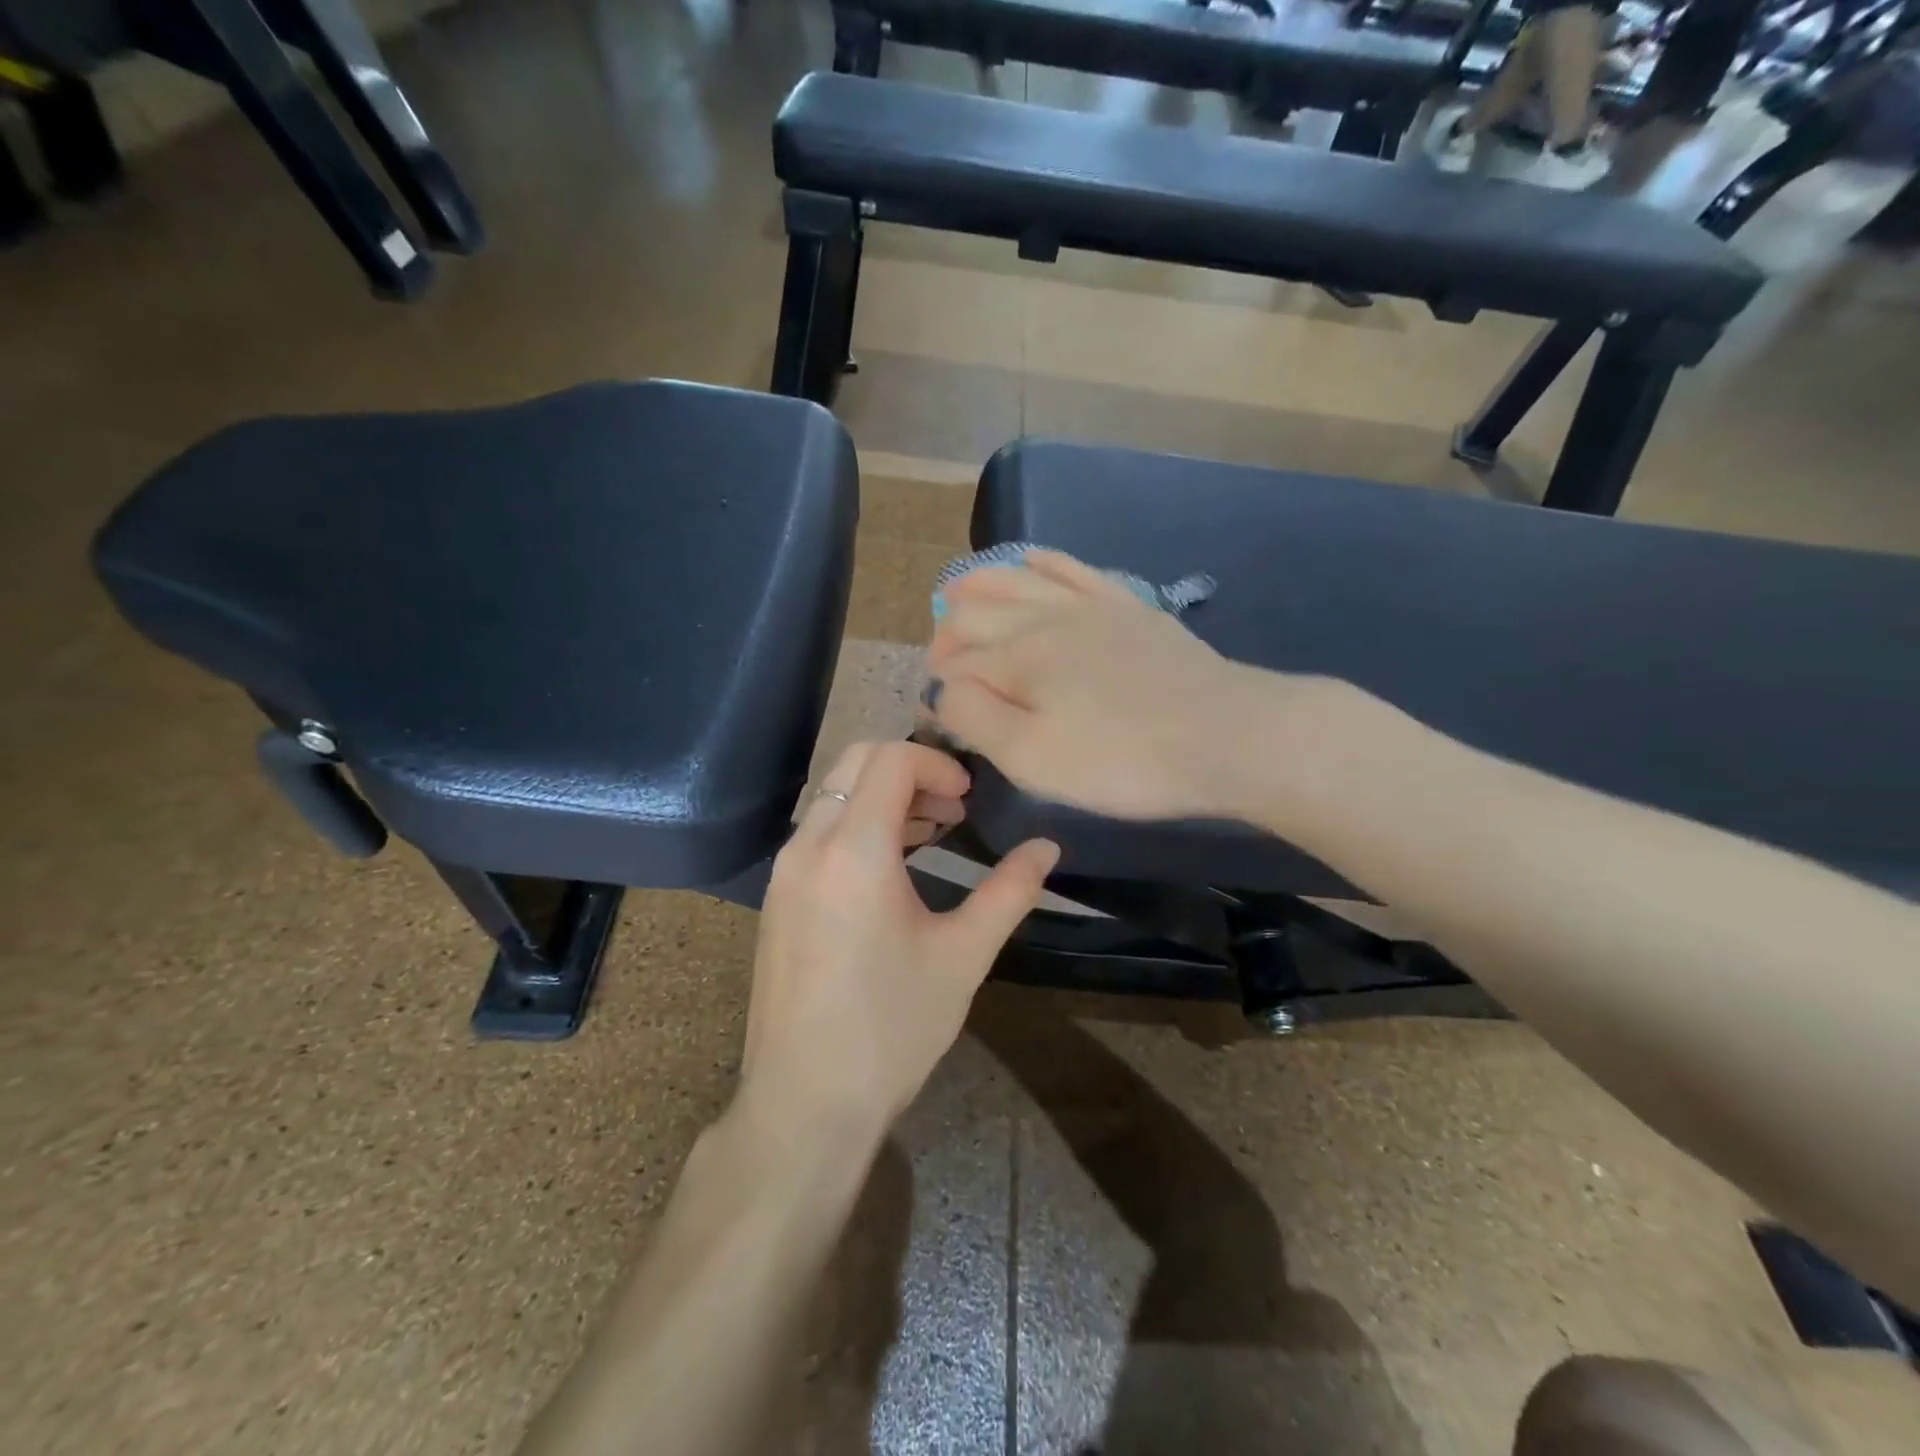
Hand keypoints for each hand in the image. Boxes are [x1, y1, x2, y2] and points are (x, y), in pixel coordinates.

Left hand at [740, 741, 1058, 1136]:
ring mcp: (784, 871)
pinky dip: (857, 825)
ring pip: (834, 796)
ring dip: (883, 797)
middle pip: (856, 763)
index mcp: (854, 850)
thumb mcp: (963, 956)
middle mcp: (808, 846)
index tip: (970, 798)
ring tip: (931, 831)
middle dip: (910, 770)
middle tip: (954, 808)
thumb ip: (1009, 891)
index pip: (890, 759)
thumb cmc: (891, 1028)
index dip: (936, 762)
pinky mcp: (777, 897)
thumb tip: (1048, 847)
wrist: (804, 1103)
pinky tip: (892, 866)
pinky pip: (818, 832)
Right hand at [923, 550, 1271, 820]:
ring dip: (980, 584)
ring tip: (957, 592)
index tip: (937, 715)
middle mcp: (1044, 617)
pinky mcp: (1128, 606)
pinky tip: (1029, 557)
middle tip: (940, 663)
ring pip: (1017, 579)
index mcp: (1017, 656)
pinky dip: (1042, 561)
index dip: (938, 687)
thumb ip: (974, 718)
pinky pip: (1073, 568)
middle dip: (948, 635)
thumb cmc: (1121, 760)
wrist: (1226, 736)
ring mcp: (1090, 605)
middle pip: (977, 611)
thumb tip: (943, 689)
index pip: (956, 663)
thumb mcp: (1031, 757)